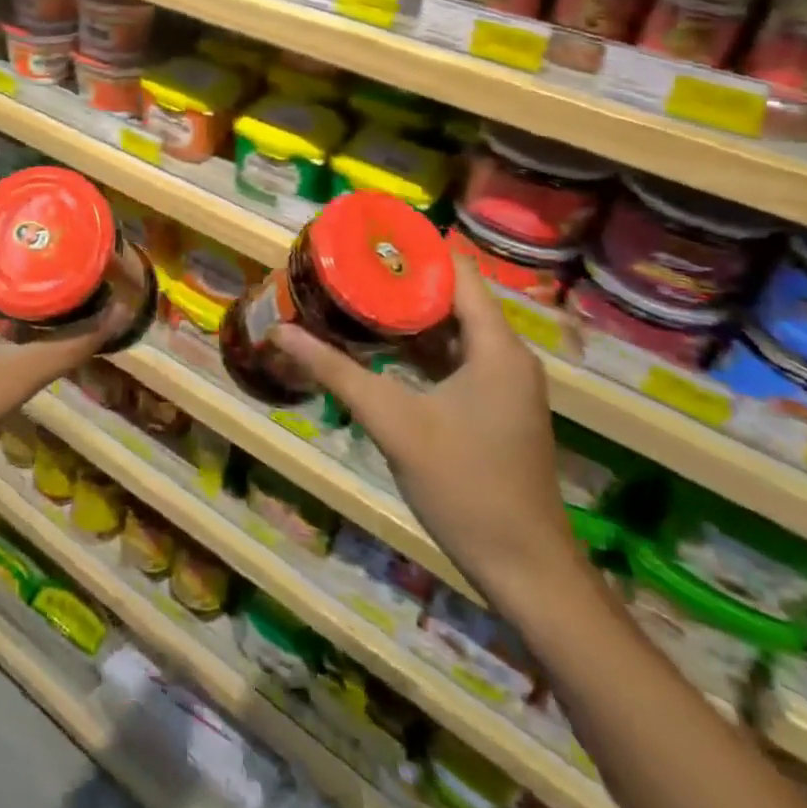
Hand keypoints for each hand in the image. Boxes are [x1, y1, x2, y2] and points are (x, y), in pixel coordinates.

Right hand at [271, 257, 579, 602]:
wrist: (526, 571)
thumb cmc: (464, 485)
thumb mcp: (392, 422)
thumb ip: (336, 371)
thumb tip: (280, 332)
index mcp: (495, 346)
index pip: (457, 271)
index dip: (414, 249)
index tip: (366, 237)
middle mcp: (506, 355)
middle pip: (452, 297)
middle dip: (399, 281)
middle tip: (347, 266)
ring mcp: (503, 384)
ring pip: (452, 331)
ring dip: (407, 316)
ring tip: (354, 295)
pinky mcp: (495, 408)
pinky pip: (455, 359)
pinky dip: (419, 349)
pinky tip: (378, 348)